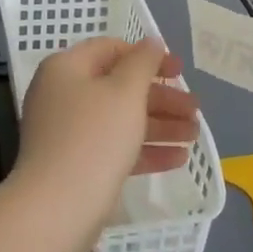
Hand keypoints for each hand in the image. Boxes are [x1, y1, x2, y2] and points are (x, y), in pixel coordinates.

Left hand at [14, 38, 201, 235]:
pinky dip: (144, 149)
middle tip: (195, 109)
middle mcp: (62, 95)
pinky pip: (114, 148)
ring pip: (120, 119)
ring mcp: (67, 132)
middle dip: (161, 98)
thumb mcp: (125, 91)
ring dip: (160, 125)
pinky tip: (178, 159)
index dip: (148, 56)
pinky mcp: (76, 165)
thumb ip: (143, 62)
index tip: (179, 71)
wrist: (57, 209)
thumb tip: (151, 42)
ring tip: (194, 135)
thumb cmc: (94, 137)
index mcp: (66, 68)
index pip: (111, 50)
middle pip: (119, 87)